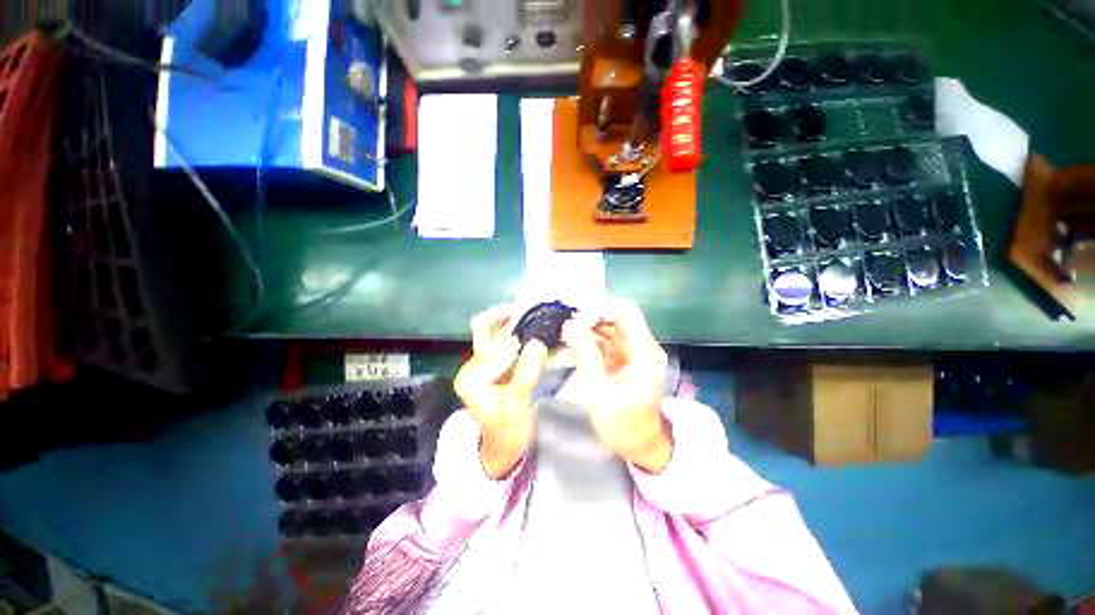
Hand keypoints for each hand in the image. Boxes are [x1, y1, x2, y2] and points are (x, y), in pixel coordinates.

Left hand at [454, 305, 548, 478]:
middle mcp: (473, 363)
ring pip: (495, 328)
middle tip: (536, 299)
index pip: (495, 349)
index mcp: (472, 377)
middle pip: (491, 330)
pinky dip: (513, 324)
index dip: (519, 341)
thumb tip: (538, 343)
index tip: (541, 329)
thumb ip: (526, 373)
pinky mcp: (493, 361)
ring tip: (534, 300)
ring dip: (514, 315)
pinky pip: (500, 335)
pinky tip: (529, 315)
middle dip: (514, 314)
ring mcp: (483, 360)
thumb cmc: (509, 429)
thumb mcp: (519, 404)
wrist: (504, 444)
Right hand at [560, 299, 672, 472]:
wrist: (640, 445)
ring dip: (588, 330)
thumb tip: (570, 325)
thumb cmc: (623, 425)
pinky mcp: (625, 359)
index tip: (580, 322)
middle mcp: (643, 347)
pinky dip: (591, 342)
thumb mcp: (600, 392)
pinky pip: (607, 341)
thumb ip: (587, 356)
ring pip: (610, 328)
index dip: (602, 311)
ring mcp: (634, 352)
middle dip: (591, 320)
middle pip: (617, 318)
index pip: (626, 312)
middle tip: (567, 332)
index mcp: (645, 353)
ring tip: (567, 339)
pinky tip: (574, 347)